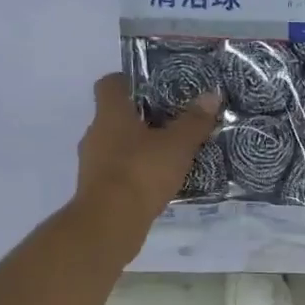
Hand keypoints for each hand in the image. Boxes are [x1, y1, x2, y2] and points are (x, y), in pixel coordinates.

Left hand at [73, 73, 219, 248]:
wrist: (110, 222)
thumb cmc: (141, 173)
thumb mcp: (177, 146)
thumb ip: (194, 121)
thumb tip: (212, 95)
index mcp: (110, 113)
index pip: (111, 84)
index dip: (131, 82)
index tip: (155, 88)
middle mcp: (95, 133)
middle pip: (116, 116)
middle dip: (142, 118)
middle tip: (173, 123)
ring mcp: (92, 163)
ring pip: (117, 145)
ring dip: (139, 148)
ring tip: (169, 156)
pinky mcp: (97, 189)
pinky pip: (118, 171)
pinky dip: (135, 173)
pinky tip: (158, 182)